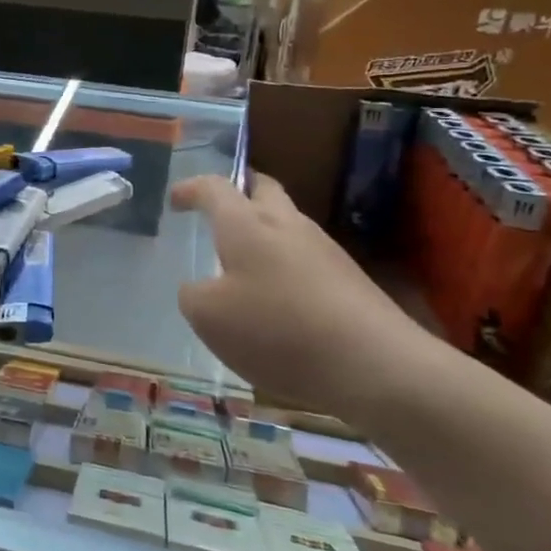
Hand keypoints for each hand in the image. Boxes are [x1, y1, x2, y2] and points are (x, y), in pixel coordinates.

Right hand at [171, 173, 424, 411]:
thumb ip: (193, 295)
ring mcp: (323, 248)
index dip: (191, 189)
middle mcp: (286, 224)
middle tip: (219, 210)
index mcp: (245, 224)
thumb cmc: (277, 330)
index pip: (214, 187)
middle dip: (239, 192)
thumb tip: (200, 287)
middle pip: (263, 189)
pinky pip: (306, 257)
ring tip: (243, 262)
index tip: (176, 199)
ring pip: (287, 223)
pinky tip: (278, 299)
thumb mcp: (209, 318)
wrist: (375, 363)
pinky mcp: (348, 277)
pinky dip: (284, 264)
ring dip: (263, 232)